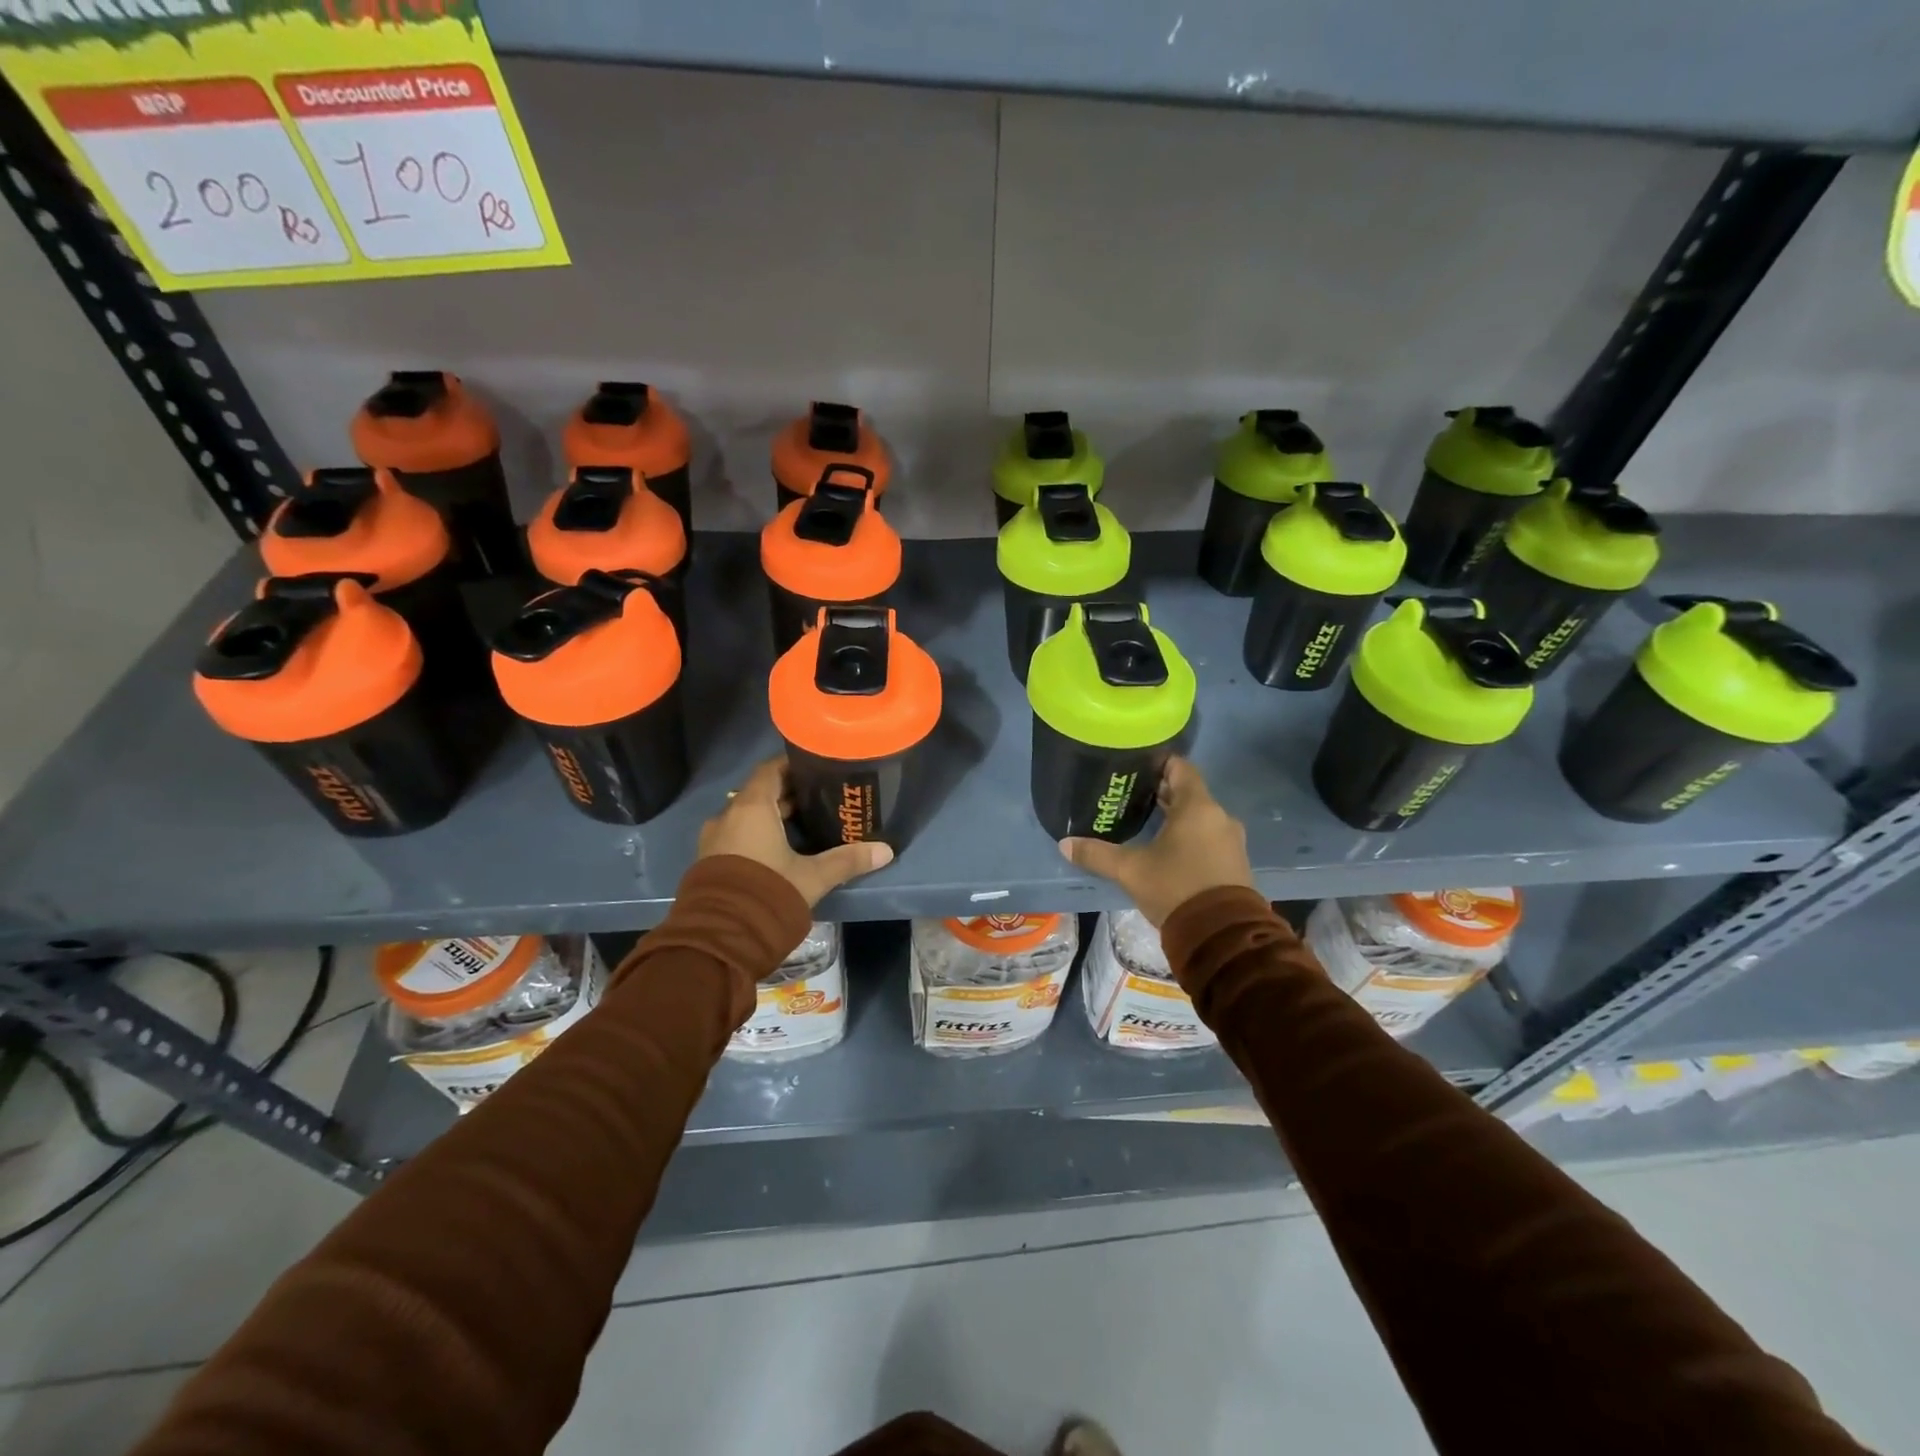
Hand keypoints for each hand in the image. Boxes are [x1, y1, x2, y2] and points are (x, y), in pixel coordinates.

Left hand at [697, 756, 893, 906]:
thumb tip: (886, 850)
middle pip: (760, 793)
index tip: (816, 767)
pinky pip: (736, 836)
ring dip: (771, 817)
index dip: (792, 765)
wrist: (719, 937)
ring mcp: (714, 839)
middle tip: (819, 797)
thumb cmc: (768, 892)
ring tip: (804, 824)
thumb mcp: (813, 876)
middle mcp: (728, 816)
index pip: (770, 770)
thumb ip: (847, 860)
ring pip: (747, 816)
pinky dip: (756, 834)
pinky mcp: (709, 862)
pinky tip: (779, 850)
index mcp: (752, 807)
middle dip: (787, 794)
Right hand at [1058, 757, 1253, 925]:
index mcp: (1197, 807)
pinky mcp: (1236, 863)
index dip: (1160, 763)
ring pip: (1201, 818)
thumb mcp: (1130, 871)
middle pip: (1190, 793)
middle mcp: (1219, 817)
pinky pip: (1210, 838)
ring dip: (1177, 817)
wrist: (1221, 935)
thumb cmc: (1175, 888)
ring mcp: (1231, 841)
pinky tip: (1169, 850)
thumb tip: (1065, 843)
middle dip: (1163, 793)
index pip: (1181, 768)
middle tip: (1132, 796)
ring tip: (1147, 823)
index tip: (1137, 768)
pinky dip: (1191, 837)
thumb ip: (1097, 854)